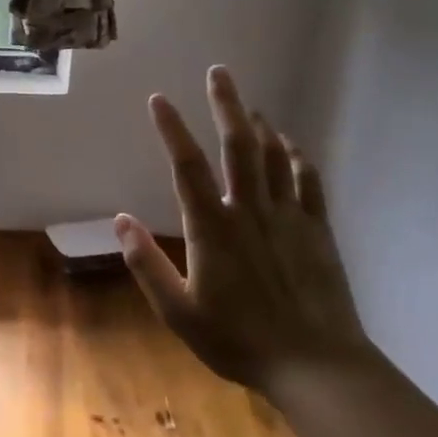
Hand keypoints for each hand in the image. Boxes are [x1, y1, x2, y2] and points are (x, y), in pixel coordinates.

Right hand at [116, 67, 371, 393]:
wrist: (315, 363)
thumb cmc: (237, 339)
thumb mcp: (177, 311)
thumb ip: (146, 263)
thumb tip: (120, 220)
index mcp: (212, 229)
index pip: (187, 167)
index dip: (171, 130)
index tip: (159, 99)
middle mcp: (250, 211)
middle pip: (239, 146)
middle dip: (226, 105)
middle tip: (219, 73)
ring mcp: (288, 217)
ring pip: (273, 157)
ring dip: (259, 125)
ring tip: (248, 103)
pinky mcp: (317, 230)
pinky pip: (308, 182)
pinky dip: (297, 157)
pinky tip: (290, 145)